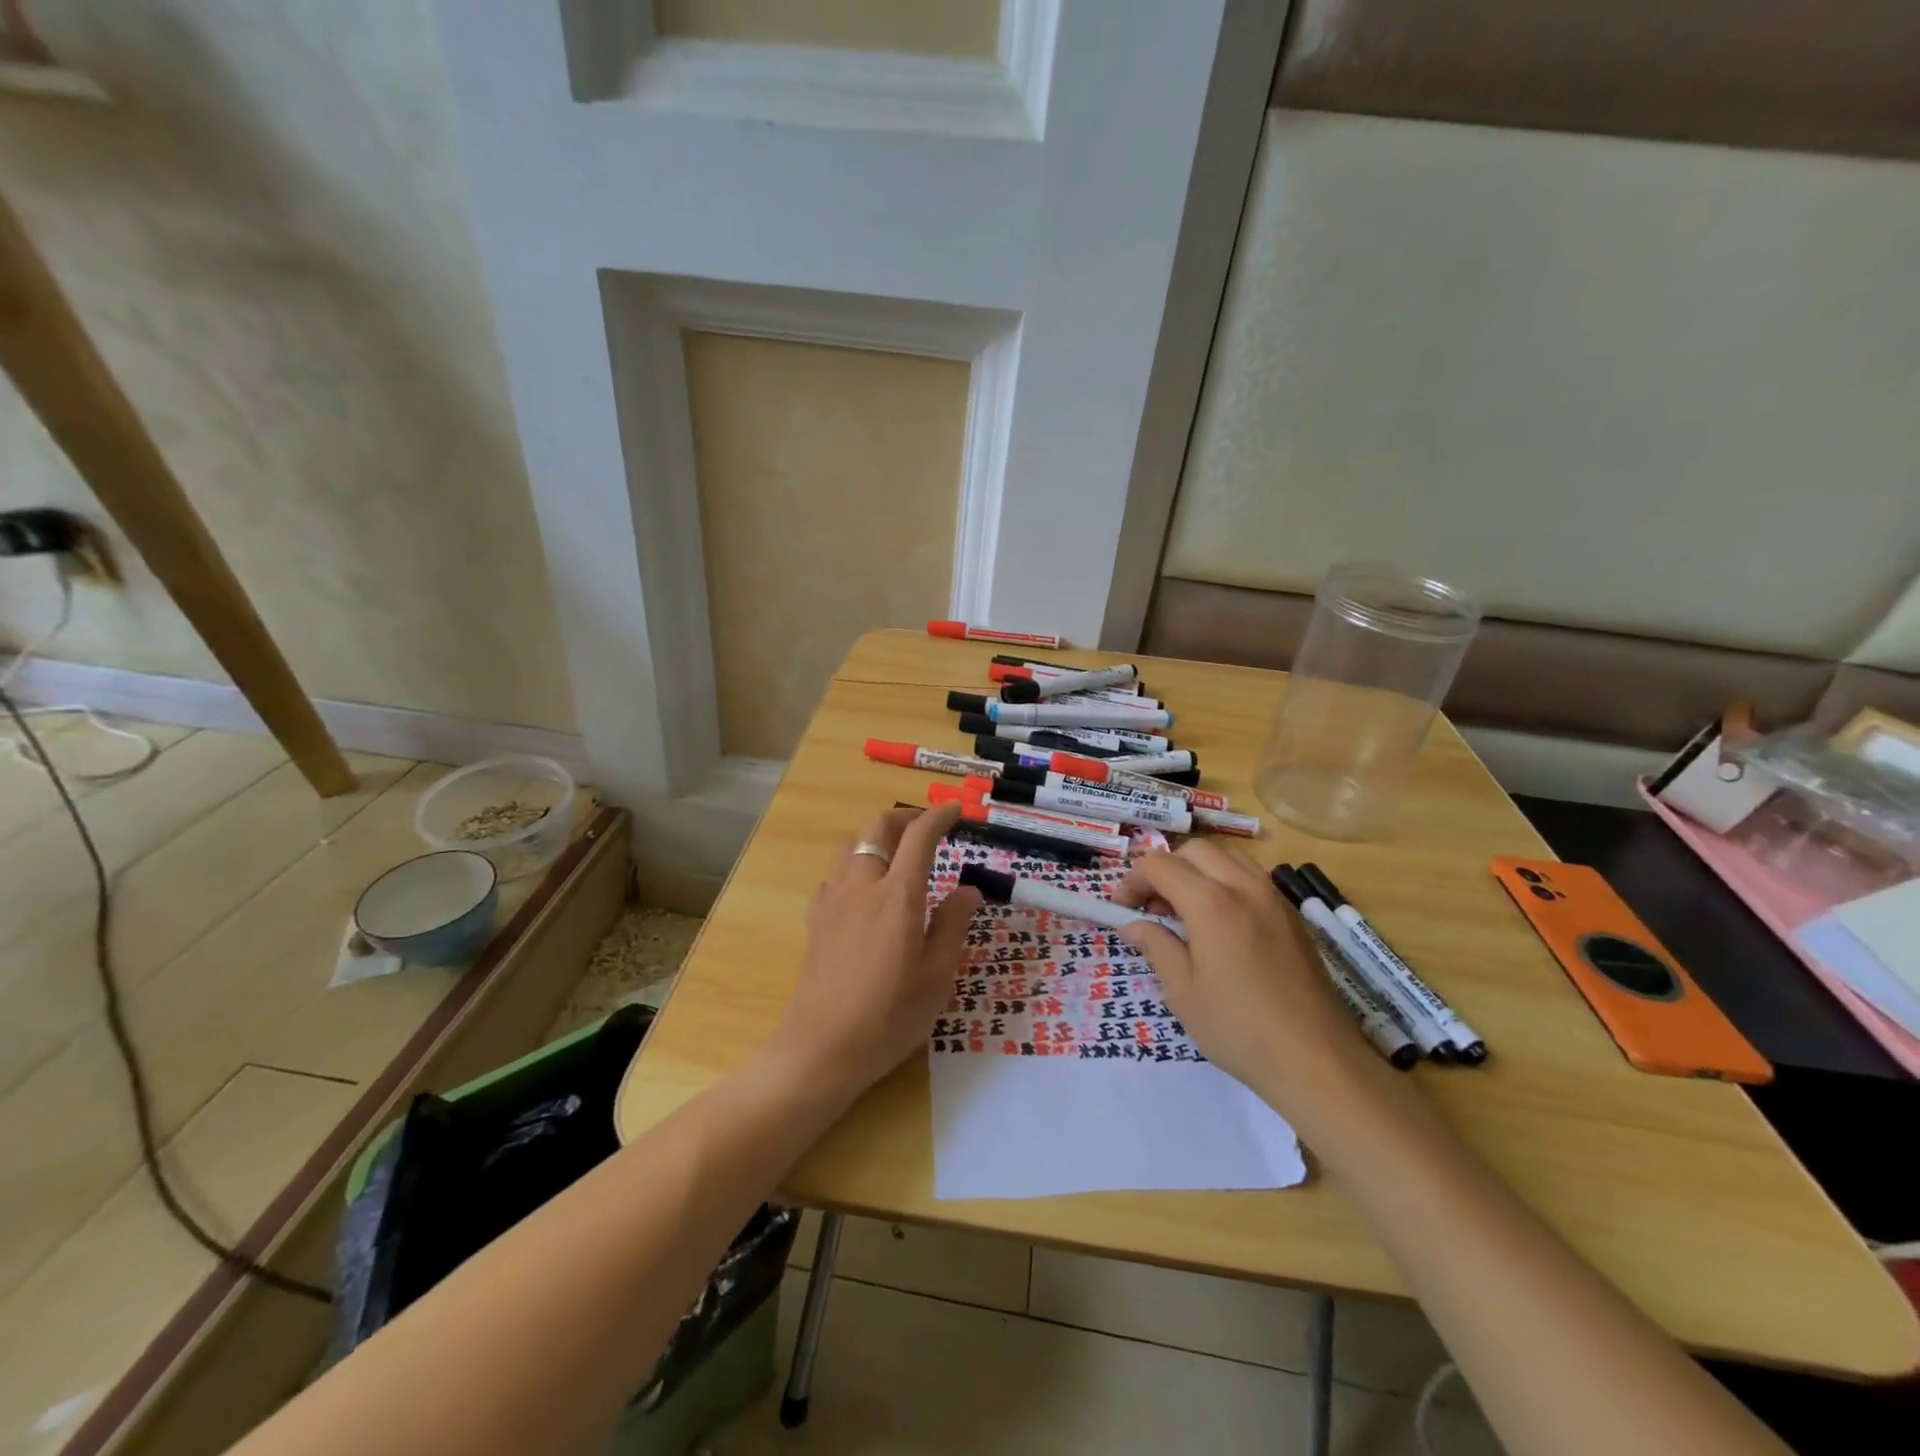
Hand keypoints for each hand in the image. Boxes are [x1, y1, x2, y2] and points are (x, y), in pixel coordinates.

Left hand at [766, 805, 981, 1101]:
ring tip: (899, 854)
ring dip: (878, 837)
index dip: (939, 817)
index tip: (956, 812)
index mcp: (898, 895)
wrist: (821, 1049)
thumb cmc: (889, 1016)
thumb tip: (969, 890)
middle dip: (905, 817)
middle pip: (878, 827)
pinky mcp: (816, 918)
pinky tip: (866, 890)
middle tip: (929, 827)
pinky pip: (836, 873)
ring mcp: (833, 900)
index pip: (919, 836)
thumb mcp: (937, 976)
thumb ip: (953, 925)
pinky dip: (856, 864)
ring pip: (852, 845)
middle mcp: (862, 885)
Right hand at [1114, 842, 1365, 1103]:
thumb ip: (1156, 946)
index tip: (1120, 909)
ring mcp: (1273, 898)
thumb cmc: (1238, 1028)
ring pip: (1227, 857)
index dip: (1132, 881)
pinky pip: (1252, 877)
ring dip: (1198, 871)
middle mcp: (1243, 886)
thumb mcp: (1183, 991)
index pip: (1159, 865)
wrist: (1317, 1059)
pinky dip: (1226, 882)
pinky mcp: (1292, 916)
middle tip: (1150, 907)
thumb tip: (1132, 925)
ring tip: (1185, 909)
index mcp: (1210, 902)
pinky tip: (1220, 923)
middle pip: (1194, 851)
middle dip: (1164, 869)